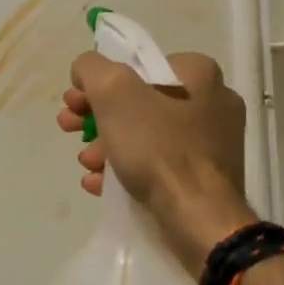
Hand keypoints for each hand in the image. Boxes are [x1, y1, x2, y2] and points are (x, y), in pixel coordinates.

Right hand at [57, 51, 256, 273]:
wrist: (199, 218)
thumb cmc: (158, 147)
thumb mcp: (113, 92)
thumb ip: (92, 68)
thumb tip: (86, 71)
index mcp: (199, 73)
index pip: (136, 65)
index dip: (98, 81)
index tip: (74, 103)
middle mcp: (213, 101)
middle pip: (139, 100)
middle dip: (97, 116)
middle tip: (70, 129)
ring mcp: (213, 142)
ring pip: (146, 134)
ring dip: (107, 145)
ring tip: (85, 164)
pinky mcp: (207, 177)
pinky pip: (159, 163)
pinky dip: (127, 168)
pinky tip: (100, 183)